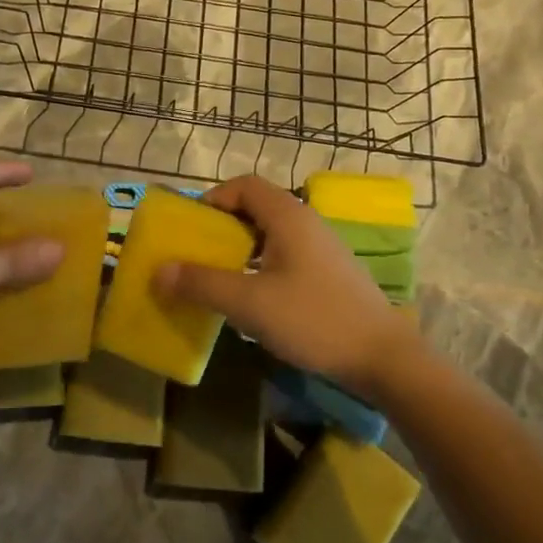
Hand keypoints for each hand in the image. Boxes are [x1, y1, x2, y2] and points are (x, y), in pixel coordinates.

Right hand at [154, 175, 421, 396]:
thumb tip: (159, 270)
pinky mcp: (329, 273)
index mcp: (288, 216)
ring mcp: (321, 248)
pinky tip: (254, 298)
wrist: (384, 357)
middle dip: (222, 227)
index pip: (244, 185)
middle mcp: (306, 222)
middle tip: (198, 255)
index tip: (191, 228)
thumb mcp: (250, 303)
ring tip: (219, 278)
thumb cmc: (314, 320)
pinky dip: (261, 265)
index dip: (213, 199)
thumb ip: (202, 283)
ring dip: (241, 248)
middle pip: (256, 207)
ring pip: (271, 234)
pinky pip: (285, 255)